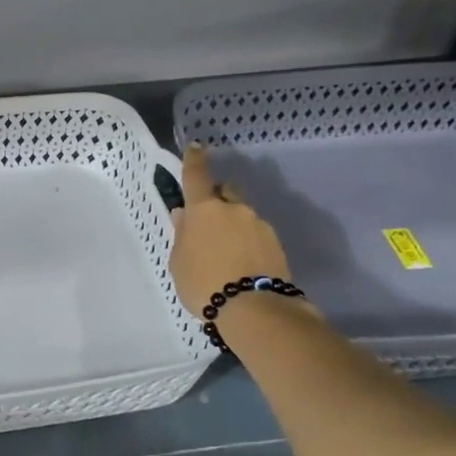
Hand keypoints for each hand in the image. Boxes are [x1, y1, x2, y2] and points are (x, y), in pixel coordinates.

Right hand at [168, 144, 292, 315]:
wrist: (252, 308)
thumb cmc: (203, 282)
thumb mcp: (179, 261)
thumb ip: (182, 235)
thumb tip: (185, 216)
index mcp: (205, 209)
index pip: (197, 176)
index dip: (194, 160)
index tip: (195, 147)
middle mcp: (234, 209)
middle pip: (226, 192)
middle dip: (217, 199)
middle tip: (208, 220)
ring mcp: (259, 225)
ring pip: (242, 216)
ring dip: (233, 225)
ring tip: (225, 252)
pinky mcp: (276, 243)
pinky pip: (256, 235)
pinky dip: (247, 242)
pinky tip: (241, 264)